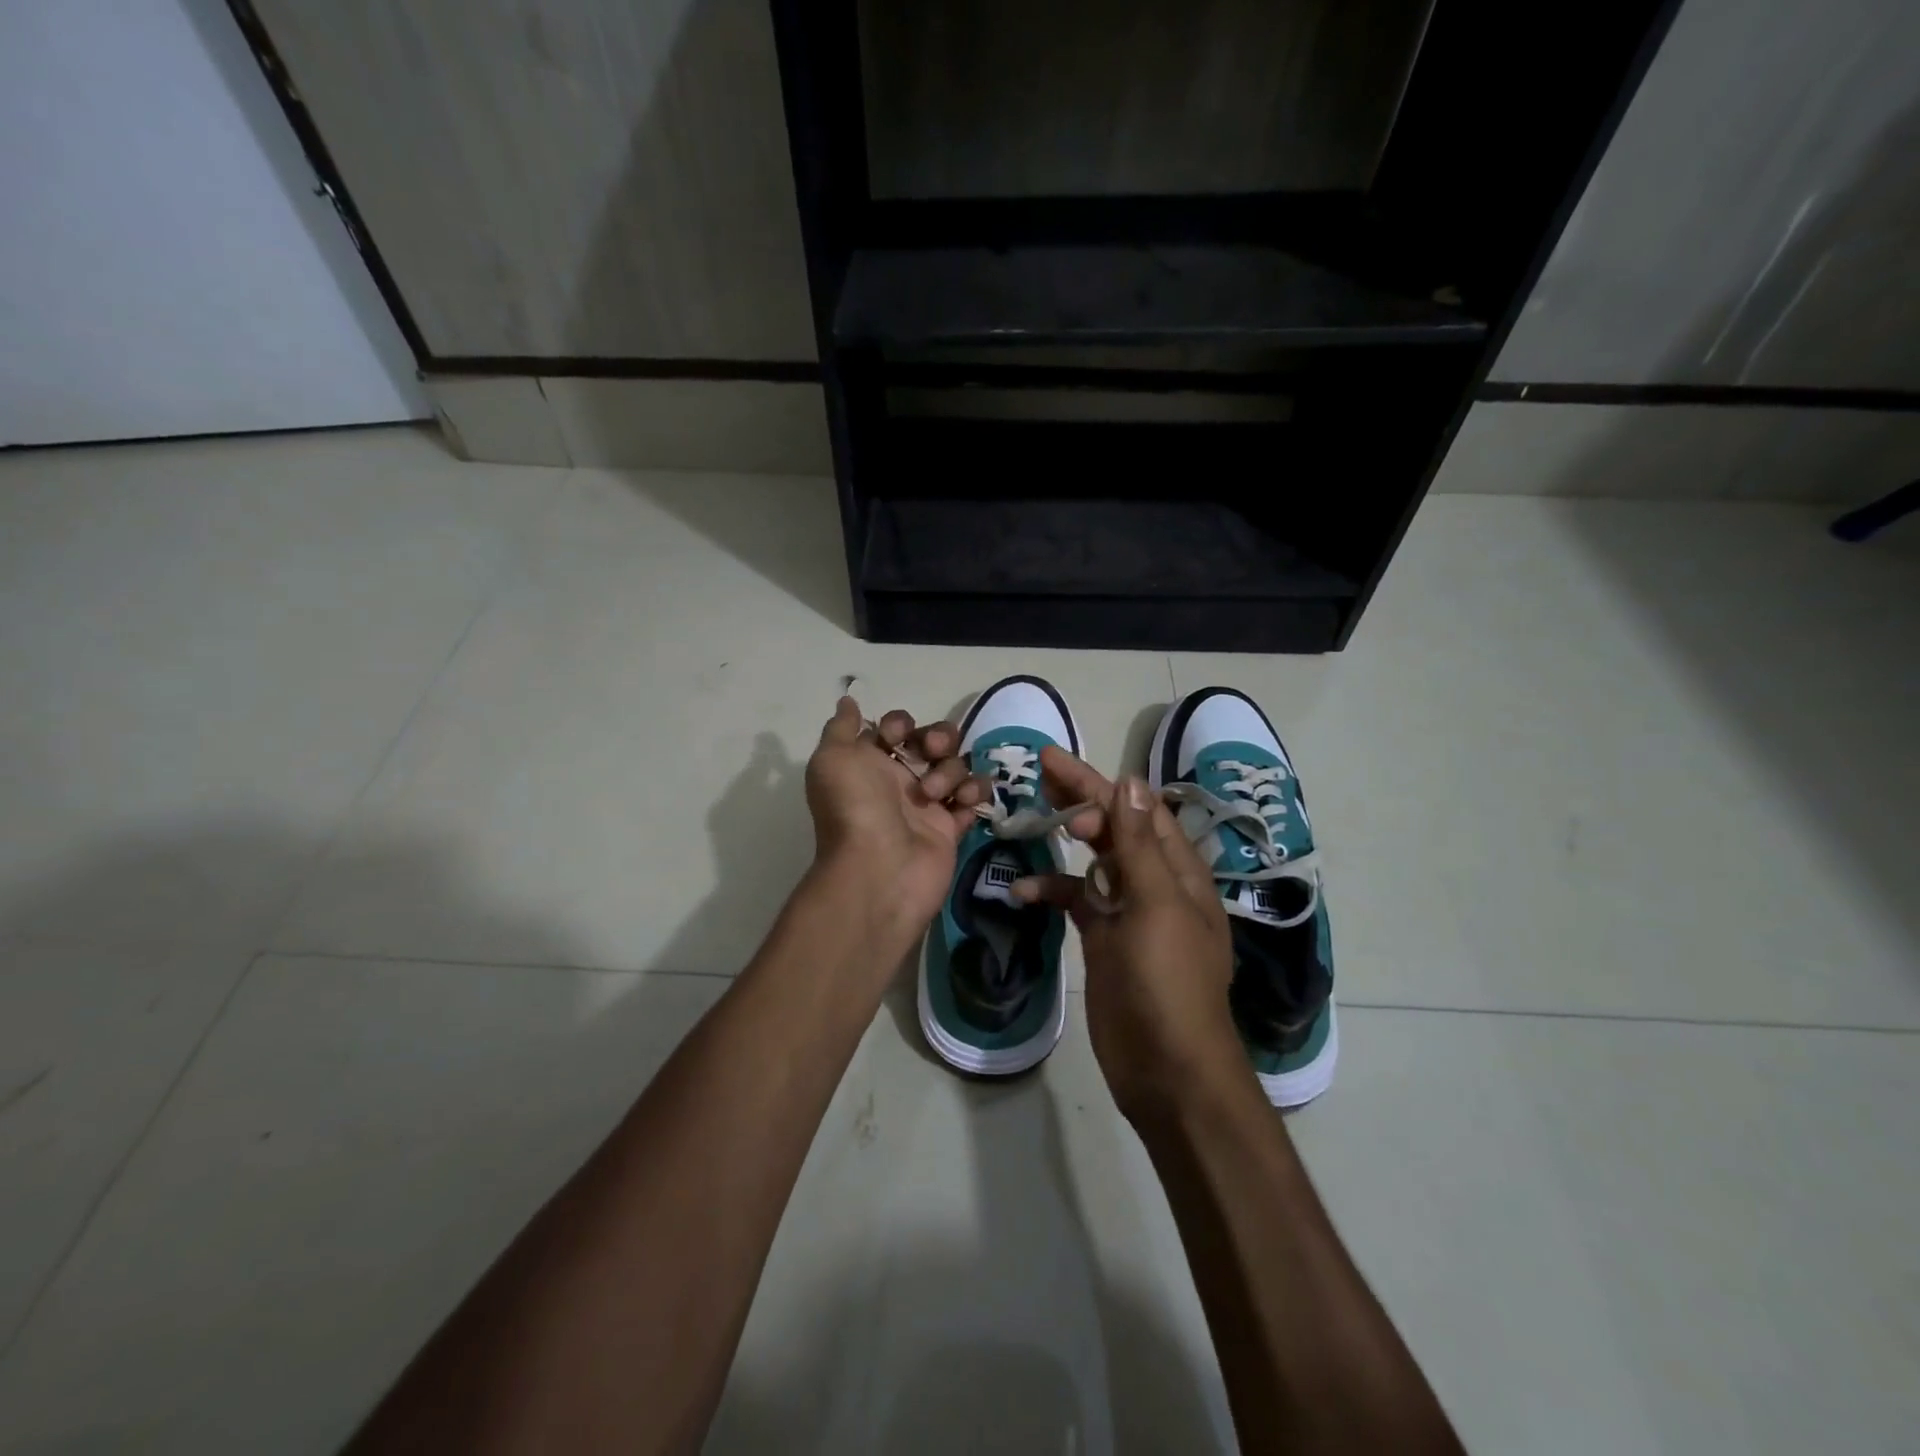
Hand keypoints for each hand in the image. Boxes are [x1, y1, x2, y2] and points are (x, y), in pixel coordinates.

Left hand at [804, 697, 985, 936]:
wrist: (879, 868)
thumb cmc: (854, 807)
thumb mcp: (833, 758)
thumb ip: (841, 726)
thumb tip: (847, 700)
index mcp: (869, 763)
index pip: (895, 728)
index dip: (900, 724)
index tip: (896, 735)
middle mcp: (898, 781)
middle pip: (932, 742)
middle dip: (937, 737)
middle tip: (932, 751)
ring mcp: (927, 805)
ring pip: (954, 766)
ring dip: (950, 770)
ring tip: (934, 794)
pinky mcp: (951, 828)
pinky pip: (972, 798)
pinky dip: (973, 793)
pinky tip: (962, 802)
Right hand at [1014, 748, 1242, 1124]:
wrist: (1167, 1067)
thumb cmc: (1168, 981)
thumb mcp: (1156, 905)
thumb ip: (1140, 844)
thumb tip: (1128, 781)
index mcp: (1177, 870)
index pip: (1136, 809)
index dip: (1098, 782)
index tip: (1053, 761)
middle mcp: (1155, 883)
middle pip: (1115, 828)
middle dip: (1080, 799)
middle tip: (1037, 773)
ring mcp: (1128, 912)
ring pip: (1093, 862)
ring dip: (1064, 842)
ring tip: (1028, 820)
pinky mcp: (1103, 939)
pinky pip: (1076, 902)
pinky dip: (1051, 892)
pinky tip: (1022, 891)